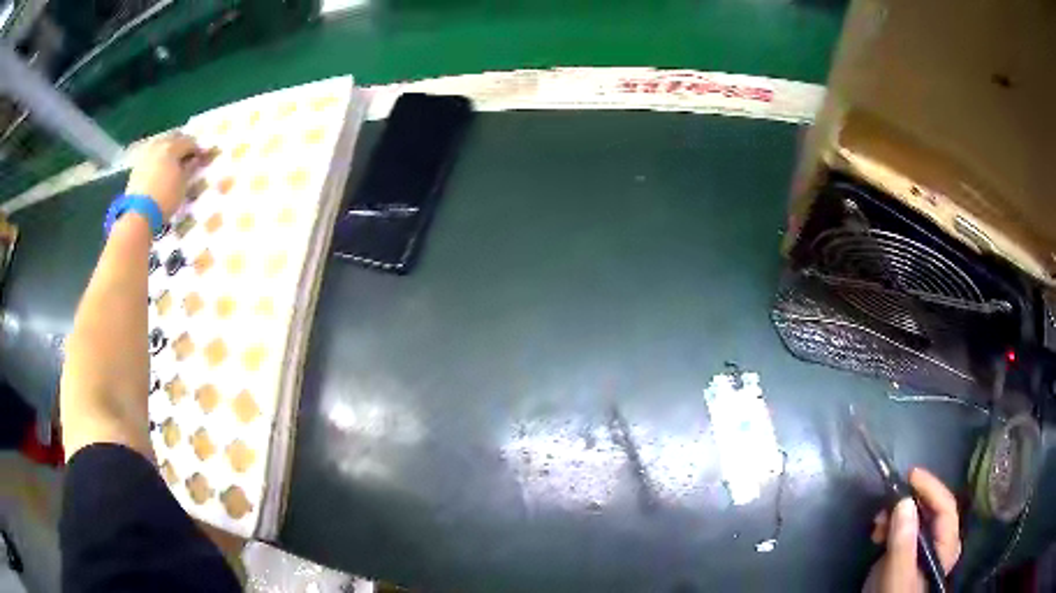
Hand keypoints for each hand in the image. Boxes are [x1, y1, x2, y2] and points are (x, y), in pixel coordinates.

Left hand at [124, 132, 202, 220]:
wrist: (139, 214)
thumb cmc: (165, 198)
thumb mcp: (182, 185)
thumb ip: (189, 169)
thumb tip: (194, 160)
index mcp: (172, 147)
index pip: (189, 142)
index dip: (197, 149)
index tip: (202, 157)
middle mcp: (158, 145)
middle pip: (173, 137)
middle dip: (181, 144)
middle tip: (188, 155)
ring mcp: (146, 154)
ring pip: (160, 144)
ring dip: (168, 149)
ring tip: (172, 161)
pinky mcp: (136, 166)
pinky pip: (151, 155)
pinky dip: (157, 158)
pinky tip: (160, 167)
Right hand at [863, 468, 960, 592]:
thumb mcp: (898, 574)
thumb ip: (903, 543)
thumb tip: (904, 501)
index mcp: (948, 545)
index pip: (946, 506)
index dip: (930, 487)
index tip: (909, 474)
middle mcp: (941, 543)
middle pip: (931, 510)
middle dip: (909, 502)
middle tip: (886, 501)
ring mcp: (925, 550)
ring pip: (917, 519)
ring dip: (897, 514)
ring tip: (878, 521)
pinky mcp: (909, 556)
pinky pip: (905, 531)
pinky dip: (892, 526)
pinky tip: (879, 532)